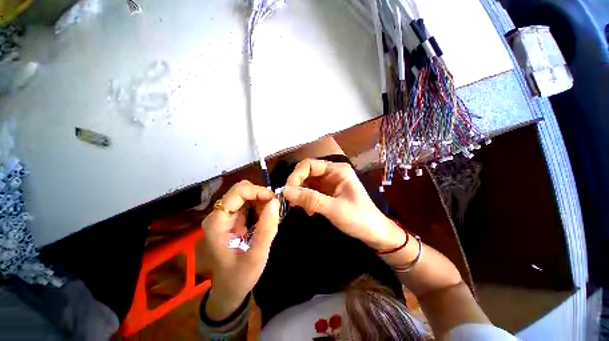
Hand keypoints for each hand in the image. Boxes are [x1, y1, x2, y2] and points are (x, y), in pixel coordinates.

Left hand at [201, 180, 279, 320]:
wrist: (229, 289)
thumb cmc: (240, 276)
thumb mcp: (256, 256)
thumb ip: (266, 229)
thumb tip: (275, 202)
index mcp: (217, 222)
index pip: (238, 192)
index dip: (258, 191)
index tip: (274, 201)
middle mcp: (219, 214)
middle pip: (242, 190)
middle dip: (261, 196)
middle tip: (274, 210)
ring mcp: (225, 216)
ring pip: (247, 194)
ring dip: (262, 202)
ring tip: (270, 218)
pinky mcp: (233, 218)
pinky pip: (249, 203)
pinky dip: (261, 207)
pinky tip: (265, 220)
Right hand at [283, 159, 404, 250]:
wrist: (374, 233)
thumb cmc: (359, 218)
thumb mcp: (335, 209)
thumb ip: (311, 199)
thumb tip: (286, 192)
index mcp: (337, 170)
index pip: (309, 164)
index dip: (296, 175)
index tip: (287, 191)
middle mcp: (332, 173)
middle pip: (307, 173)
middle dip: (297, 185)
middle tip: (290, 201)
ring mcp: (329, 183)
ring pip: (307, 183)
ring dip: (300, 194)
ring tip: (300, 208)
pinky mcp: (327, 193)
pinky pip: (311, 192)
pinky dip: (306, 200)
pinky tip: (309, 211)